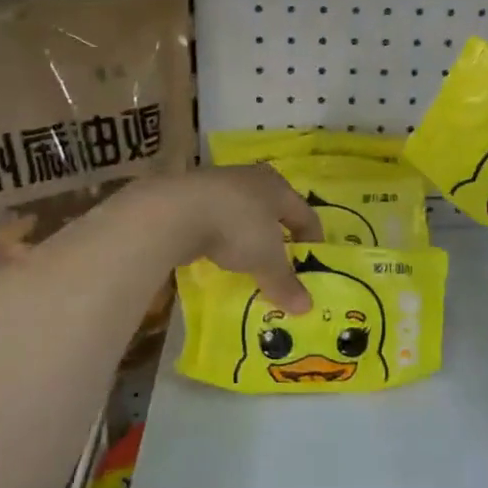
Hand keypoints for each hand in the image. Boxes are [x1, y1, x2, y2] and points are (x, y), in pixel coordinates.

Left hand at [151, 165, 322, 312]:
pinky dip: (221, 236)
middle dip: (279, 236)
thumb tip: (306, 308)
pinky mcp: (191, 195)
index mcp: (278, 187)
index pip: (305, 214)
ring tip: (248, 261)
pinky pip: (217, 218)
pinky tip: (216, 253)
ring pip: (243, 212)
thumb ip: (285, 282)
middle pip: (274, 210)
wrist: (174, 211)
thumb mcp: (266, 260)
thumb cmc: (235, 227)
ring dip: (248, 235)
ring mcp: (219, 184)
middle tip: (282, 263)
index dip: (313, 240)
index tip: (313, 264)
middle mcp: (251, 178)